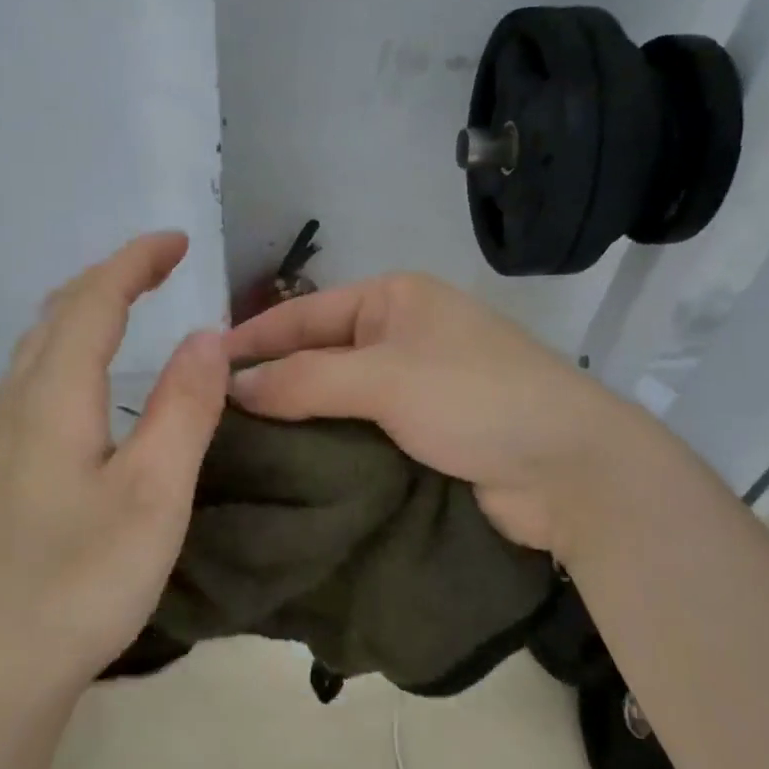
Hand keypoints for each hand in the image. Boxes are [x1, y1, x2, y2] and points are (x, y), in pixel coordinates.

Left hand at [0, 233, 227, 695]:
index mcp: (52, 397)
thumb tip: (207, 335)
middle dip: (109, 277)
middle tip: (160, 267)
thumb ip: (184, 408)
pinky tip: (84, 383)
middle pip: (56, 315)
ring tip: (128, 307)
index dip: (135, 261)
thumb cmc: (83, 581)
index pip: (93, 300)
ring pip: (36, 348)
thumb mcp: (155, 493)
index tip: (179, 240)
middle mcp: (13, 403)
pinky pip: (30, 381)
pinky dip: (66, 351)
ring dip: (83, 312)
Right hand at [226, 274, 621, 551]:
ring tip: (234, 447)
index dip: (252, 338)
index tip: (200, 367)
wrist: (569, 469)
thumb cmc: (475, 399)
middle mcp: (401, 335)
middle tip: (209, 416)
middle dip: (269, 382)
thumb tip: (231, 388)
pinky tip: (288, 467)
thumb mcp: (384, 378)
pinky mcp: (424, 433)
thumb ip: (304, 379)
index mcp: (394, 299)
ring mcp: (415, 385)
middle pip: (317, 354)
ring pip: (336, 397)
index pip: (304, 313)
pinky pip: (360, 431)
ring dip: (296, 419)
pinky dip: (328, 444)